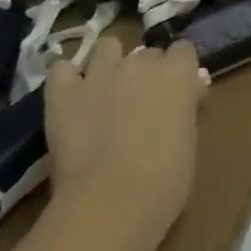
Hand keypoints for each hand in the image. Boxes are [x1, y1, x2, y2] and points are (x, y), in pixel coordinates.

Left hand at [43, 39, 205, 231]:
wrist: (112, 203)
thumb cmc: (165, 180)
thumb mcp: (190, 139)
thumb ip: (186, 108)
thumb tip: (187, 96)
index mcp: (178, 72)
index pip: (183, 50)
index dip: (179, 71)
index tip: (178, 94)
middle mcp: (141, 62)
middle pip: (147, 53)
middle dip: (146, 72)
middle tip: (142, 104)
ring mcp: (100, 73)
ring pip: (107, 47)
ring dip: (110, 63)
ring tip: (106, 90)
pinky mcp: (64, 93)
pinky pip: (61, 69)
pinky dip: (66, 77)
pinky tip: (70, 93)